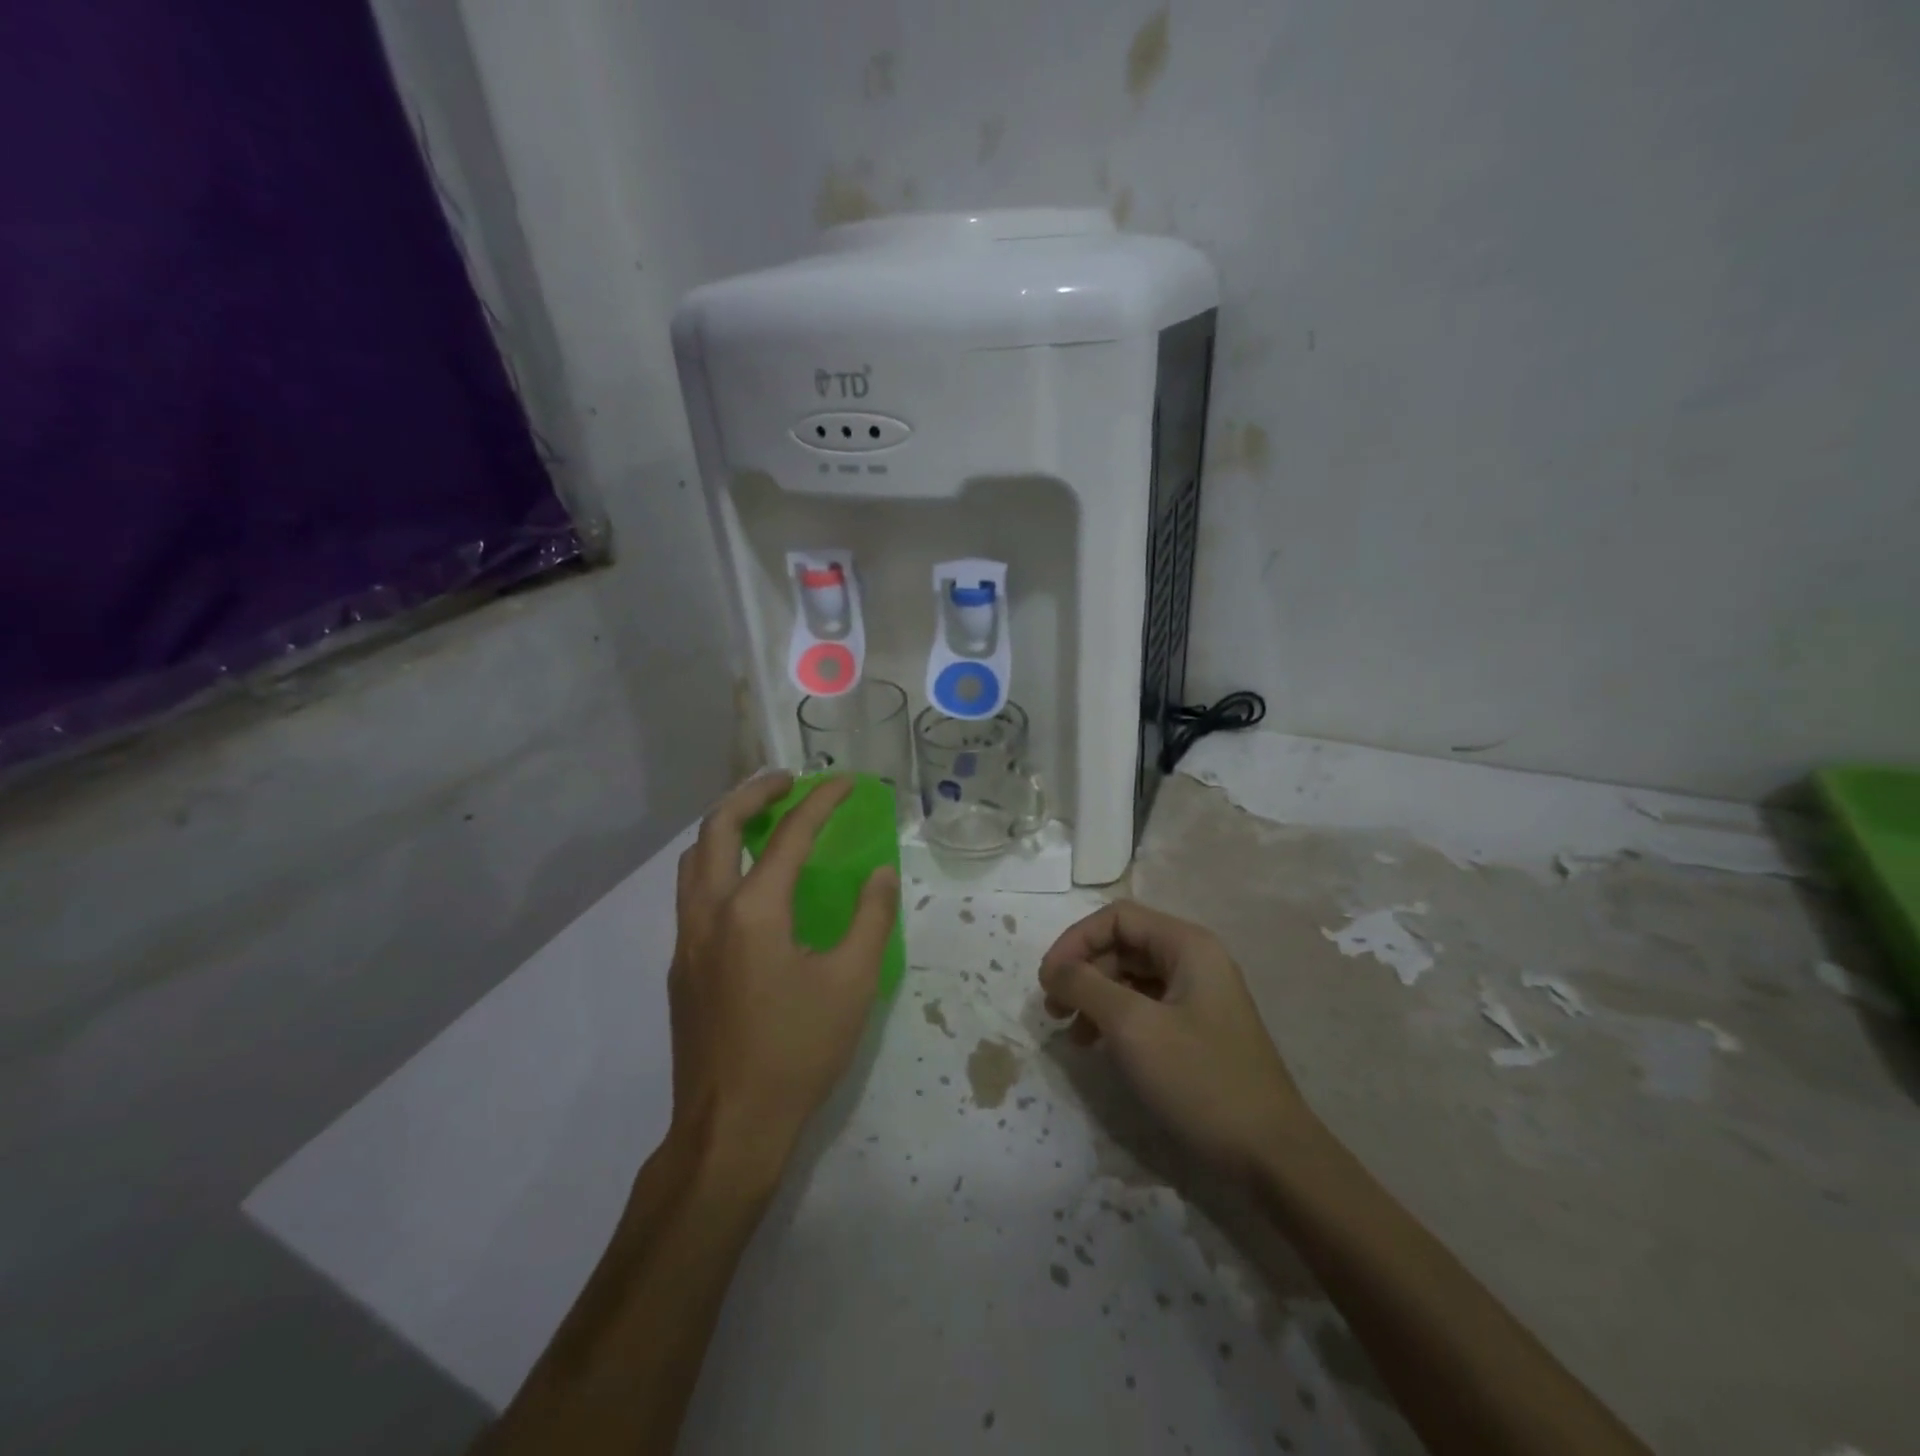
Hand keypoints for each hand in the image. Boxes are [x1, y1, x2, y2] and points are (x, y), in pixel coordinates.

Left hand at [668, 774, 899, 1176]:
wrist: (729, 1129)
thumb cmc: (797, 1052)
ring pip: (693, 859)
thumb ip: (870, 919)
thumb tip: (880, 875)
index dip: (821, 801)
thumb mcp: (852, 983)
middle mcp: (709, 913)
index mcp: (753, 911)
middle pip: (716, 828)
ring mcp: (686, 940)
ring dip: (725, 826)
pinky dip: (716, 863)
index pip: (789, 835)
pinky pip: (691, 892)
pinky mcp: (680, 967)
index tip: (846, 782)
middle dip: (753, 793)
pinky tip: (747, 886)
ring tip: (762, 821)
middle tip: (788, 782)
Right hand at [1039, 902, 1313, 1180]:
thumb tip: (1054, 969)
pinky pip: (1145, 1007)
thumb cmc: (1201, 1079)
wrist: (1272, 1156)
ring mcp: (1198, 996)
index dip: (1075, 940)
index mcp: (1187, 945)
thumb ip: (1086, 986)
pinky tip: (1100, 1047)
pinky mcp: (1197, 1030)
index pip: (1117, 917)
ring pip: (1131, 978)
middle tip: (1054, 1010)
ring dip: (1095, 997)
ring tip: (1072, 1035)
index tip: (1047, 980)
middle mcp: (1194, 960)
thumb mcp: (1133, 1027)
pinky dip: (1115, 1019)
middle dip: (1083, 971)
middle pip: (1123, 945)